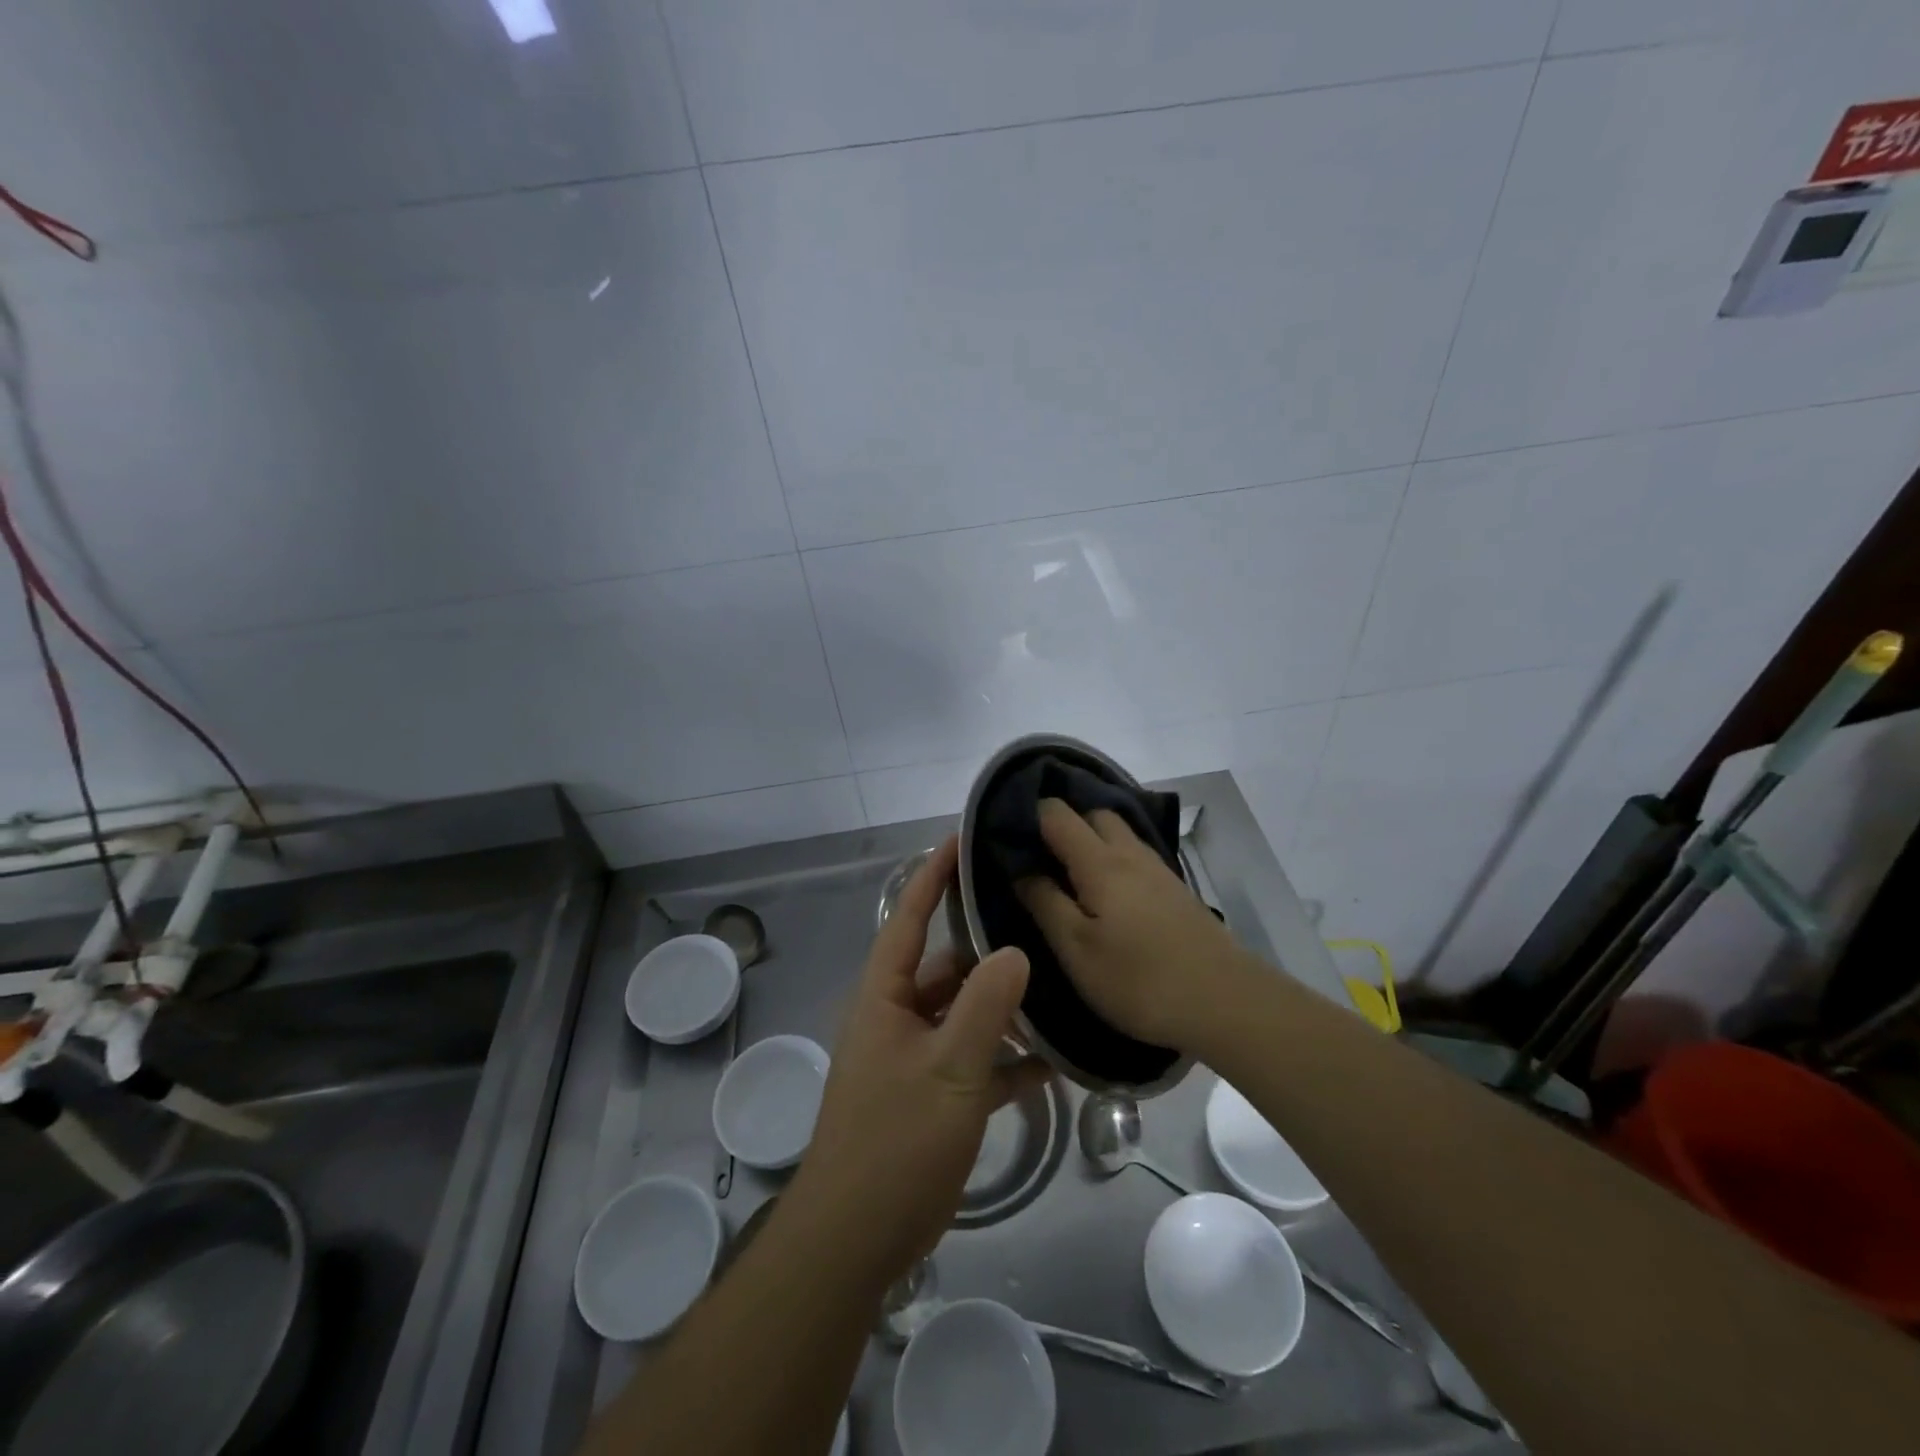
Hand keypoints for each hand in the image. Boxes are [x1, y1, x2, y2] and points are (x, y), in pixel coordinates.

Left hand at [794, 837, 1045, 1288]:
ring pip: (965, 1014)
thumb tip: (1014, 949)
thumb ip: (985, 1007)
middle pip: (945, 966)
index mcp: (885, 996)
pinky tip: (1054, 1062)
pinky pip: (974, 1061)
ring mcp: (915, 1057)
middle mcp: (896, 1016)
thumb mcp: (950, 1069)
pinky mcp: (932, 1095)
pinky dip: (1007, 1059)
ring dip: (1004, 1008)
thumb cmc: (896, 1142)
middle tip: (1037, 920)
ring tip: (1058, 986)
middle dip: (987, 946)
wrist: (856, 1240)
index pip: (909, 918)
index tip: (962, 838)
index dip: (933, 876)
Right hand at [1016, 798, 1256, 1051]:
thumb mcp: (1077, 950)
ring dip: (1092, 840)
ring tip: (1068, 873)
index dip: (1029, 814)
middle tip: (1038, 856)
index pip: (1057, 814)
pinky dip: (1114, 858)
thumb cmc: (1139, 979)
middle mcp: (1130, 853)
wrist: (1226, 1002)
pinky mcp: (1176, 891)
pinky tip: (1108, 894)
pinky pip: (1136, 856)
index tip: (1007, 834)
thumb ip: (1045, 903)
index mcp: (1100, 862)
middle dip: (1063, 823)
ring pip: (1119, 834)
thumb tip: (1020, 869)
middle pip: (1093, 814)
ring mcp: (1159, 870)